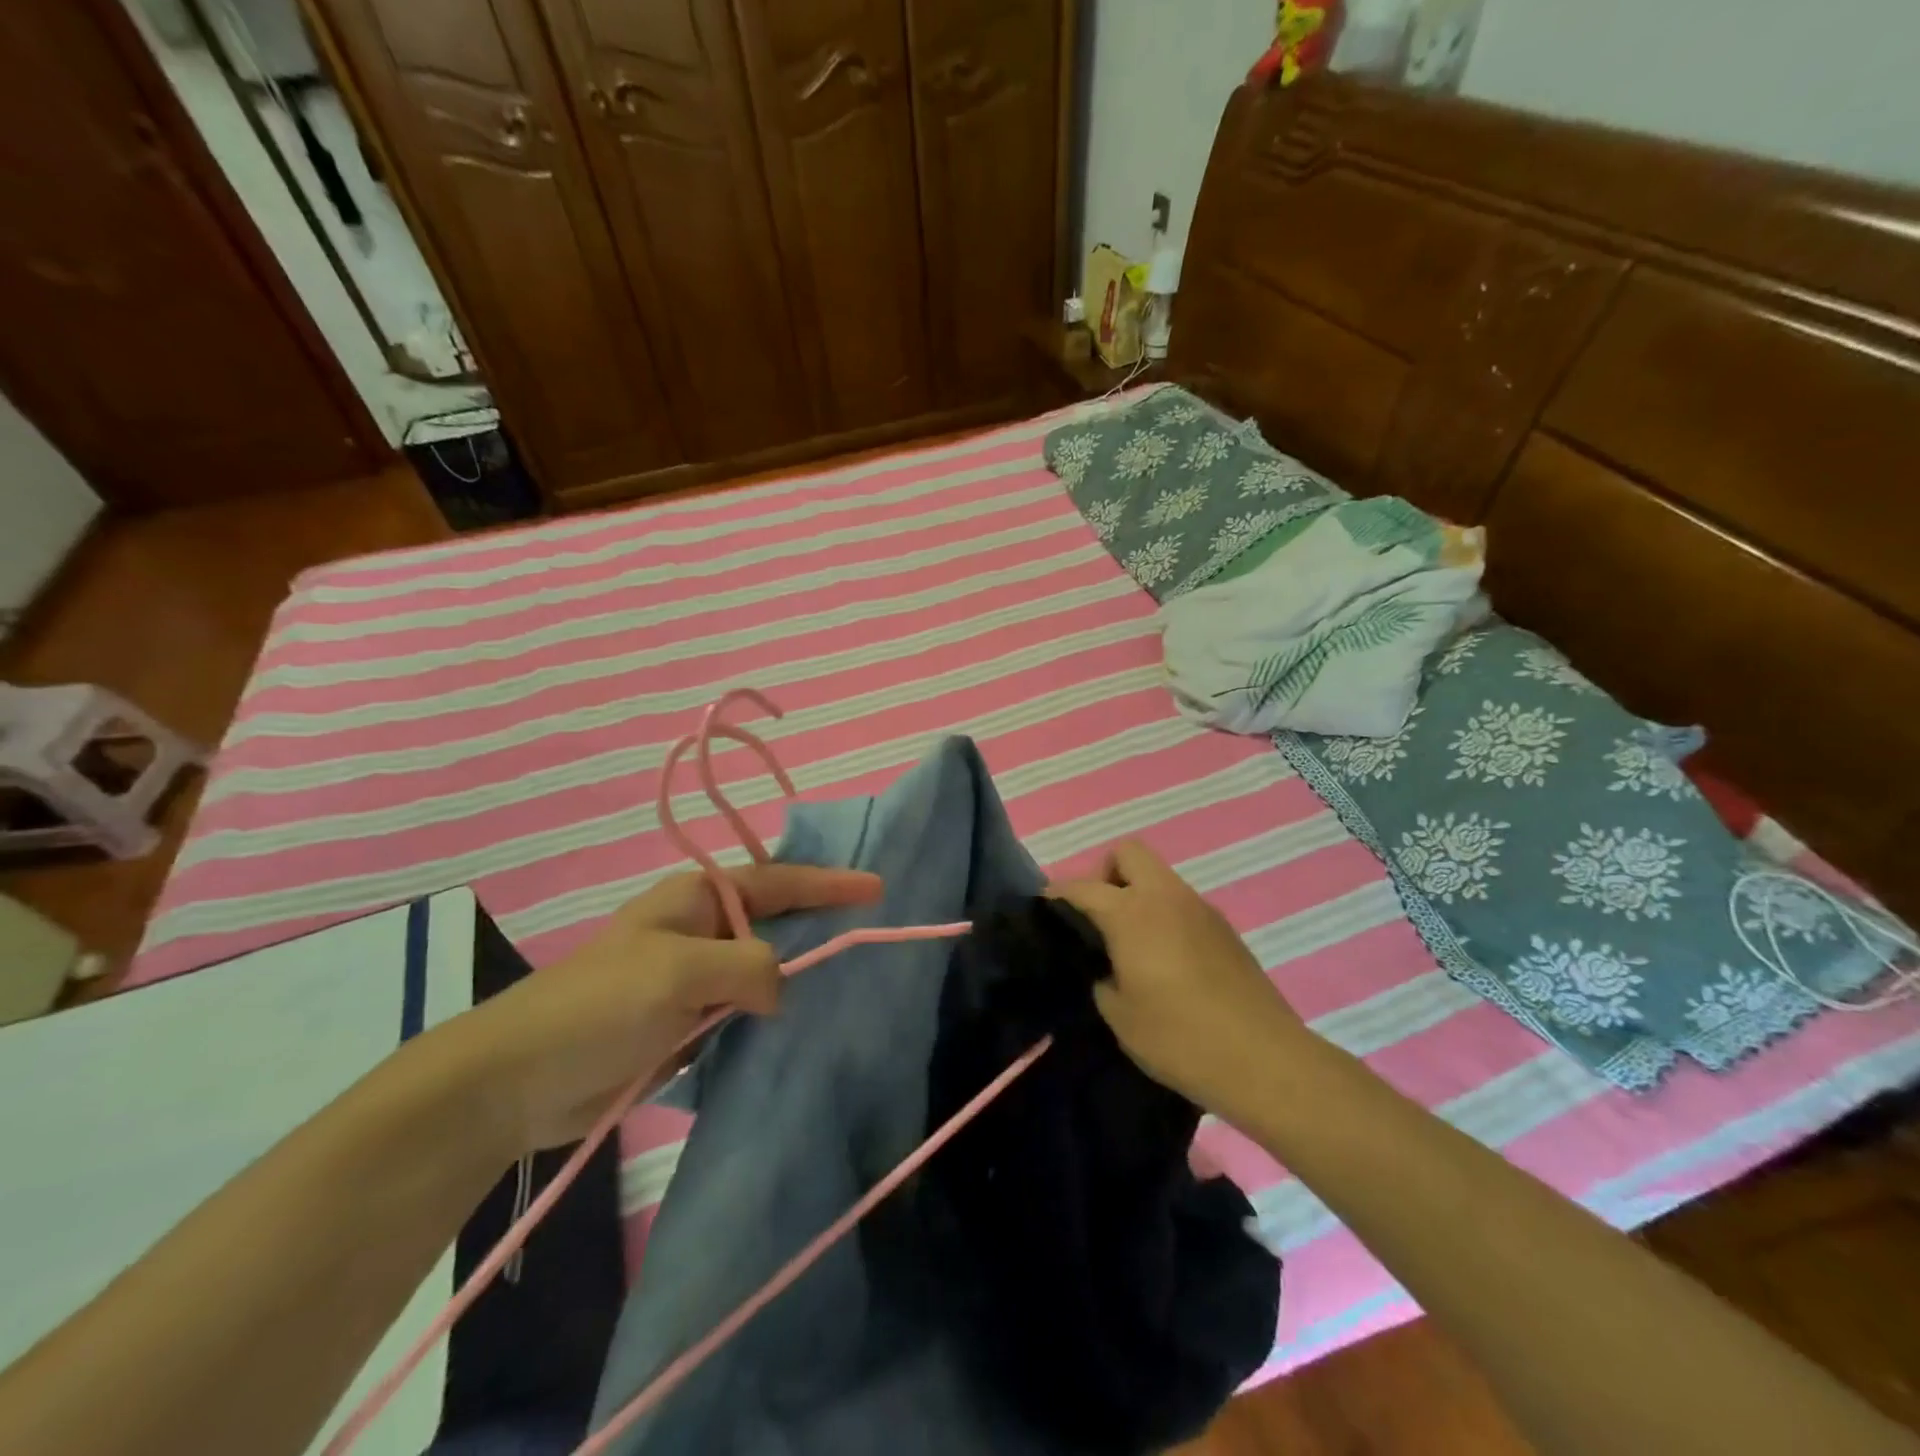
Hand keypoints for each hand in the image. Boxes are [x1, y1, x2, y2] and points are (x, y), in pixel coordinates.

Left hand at [457, 864, 881, 1151]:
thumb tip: (780, 990)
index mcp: (696, 899)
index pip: (778, 881)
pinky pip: (744, 1011)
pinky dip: (772, 1016)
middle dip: (819, 926)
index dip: (829, 883)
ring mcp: (692, 979)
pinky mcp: (685, 1024)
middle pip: (775, 921)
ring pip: (762, 970)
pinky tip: (802, 1028)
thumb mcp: (678, 972)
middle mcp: (699, 930)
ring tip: (849, 984)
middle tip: (869, 935)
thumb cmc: (598, 1007)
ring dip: (797, 977)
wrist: (515, 1082)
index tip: (877, 888)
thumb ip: (748, 968)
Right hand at [1053, 840, 1307, 1124]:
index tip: (1045, 906)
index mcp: (1132, 913)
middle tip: (1100, 917)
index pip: (1083, 887)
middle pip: (1128, 853)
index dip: (1058, 893)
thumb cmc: (1179, 1038)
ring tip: (1132, 943)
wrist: (1263, 1059)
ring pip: (1160, 878)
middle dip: (1106, 874)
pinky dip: (1166, 916)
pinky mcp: (1225, 929)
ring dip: (1139, 895)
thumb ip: (1102, 978)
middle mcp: (1166, 897)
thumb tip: (1108, 968)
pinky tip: (1168, 961)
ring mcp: (1200, 909)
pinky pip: (1183, 904)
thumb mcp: (1119, 1016)